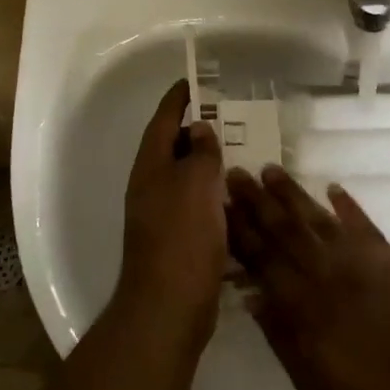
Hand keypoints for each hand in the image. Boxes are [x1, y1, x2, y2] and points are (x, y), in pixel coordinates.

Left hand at [115, 80, 226, 347]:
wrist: (169, 308)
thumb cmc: (182, 238)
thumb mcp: (195, 184)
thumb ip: (199, 151)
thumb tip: (198, 128)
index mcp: (150, 167)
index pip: (162, 121)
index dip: (177, 99)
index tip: (194, 81)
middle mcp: (150, 187)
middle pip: (172, 148)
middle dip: (196, 130)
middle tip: (228, 117)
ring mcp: (161, 216)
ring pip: (186, 178)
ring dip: (207, 164)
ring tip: (239, 152)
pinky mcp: (176, 241)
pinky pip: (195, 206)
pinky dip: (213, 196)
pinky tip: (237, 198)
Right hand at [227, 166, 389, 389]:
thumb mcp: (312, 387)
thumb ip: (281, 337)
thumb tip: (251, 295)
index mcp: (305, 308)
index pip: (262, 258)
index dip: (239, 230)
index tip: (220, 203)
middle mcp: (329, 276)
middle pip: (286, 230)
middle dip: (258, 201)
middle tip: (236, 172)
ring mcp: (364, 266)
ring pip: (319, 220)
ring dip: (293, 194)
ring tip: (271, 169)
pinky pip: (365, 226)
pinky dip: (348, 206)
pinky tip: (333, 188)